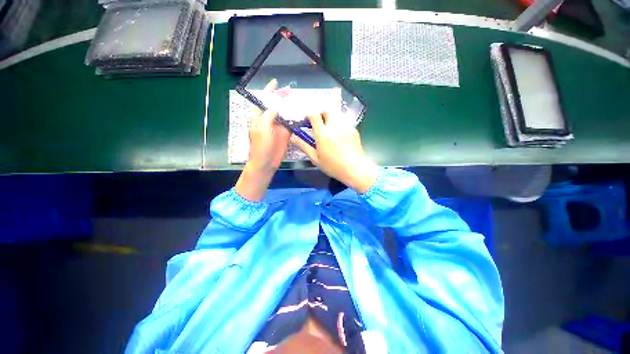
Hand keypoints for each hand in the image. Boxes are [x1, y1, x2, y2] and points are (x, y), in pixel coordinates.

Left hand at [247, 79, 290, 171]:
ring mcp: (278, 127)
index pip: (263, 100)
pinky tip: (301, 114)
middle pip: (276, 105)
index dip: (268, 91)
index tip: (275, 82)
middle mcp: (269, 120)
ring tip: (298, 101)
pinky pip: (291, 124)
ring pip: (285, 114)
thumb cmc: (260, 146)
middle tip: (291, 91)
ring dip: (290, 108)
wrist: (266, 162)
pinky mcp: (285, 134)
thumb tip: (277, 105)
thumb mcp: (262, 128)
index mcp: (259, 117)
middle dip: (282, 97)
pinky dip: (295, 119)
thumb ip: (269, 115)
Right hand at [291, 112, 378, 192]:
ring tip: (329, 131)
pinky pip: (343, 122)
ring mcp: (345, 126)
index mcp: (323, 134)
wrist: (355, 169)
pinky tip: (339, 136)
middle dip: (321, 114)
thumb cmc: (333, 166)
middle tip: (318, 124)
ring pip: (336, 115)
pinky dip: (338, 125)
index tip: (307, 121)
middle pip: (326, 110)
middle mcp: (334, 126)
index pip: (314, 115)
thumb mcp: (315, 158)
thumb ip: (304, 146)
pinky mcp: (353, 129)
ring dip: (330, 119)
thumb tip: (293, 137)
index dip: (309, 115)